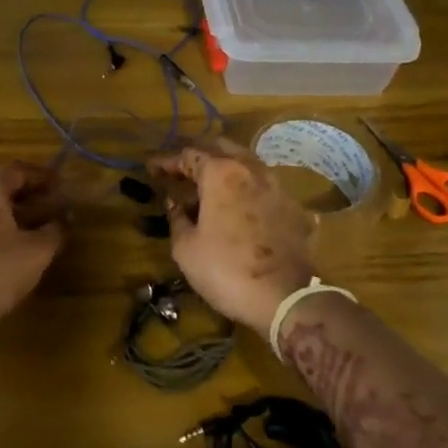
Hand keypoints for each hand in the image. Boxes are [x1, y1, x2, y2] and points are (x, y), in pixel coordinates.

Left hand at [0, 161, 65, 327]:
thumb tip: (59, 222)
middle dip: (22, 193)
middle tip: (44, 203)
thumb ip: (53, 232)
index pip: (17, 170)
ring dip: (4, 210)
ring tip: (25, 225)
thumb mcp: (37, 252)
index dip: (41, 176)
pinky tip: (1, 244)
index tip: (58, 183)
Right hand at [146, 138, 315, 334]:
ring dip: (226, 171)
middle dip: (199, 156)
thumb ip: (177, 219)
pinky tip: (242, 207)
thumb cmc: (226, 269)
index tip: (153, 169)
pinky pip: (266, 190)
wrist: (286, 298)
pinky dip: (249, 193)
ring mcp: (278, 187)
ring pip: (248, 165)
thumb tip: (175, 203)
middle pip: (222, 149)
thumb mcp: (186, 248)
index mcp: (221, 173)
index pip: (189, 155)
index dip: (168, 161)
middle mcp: (252, 170)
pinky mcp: (295, 209)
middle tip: (182, 172)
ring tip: (210, 188)